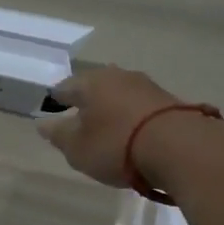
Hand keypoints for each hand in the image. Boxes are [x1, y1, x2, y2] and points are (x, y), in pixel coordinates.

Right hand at [37, 67, 182, 187]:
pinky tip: (134, 134)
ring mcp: (146, 86)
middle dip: (87, 102)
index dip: (55, 100)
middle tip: (80, 121)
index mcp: (90, 82)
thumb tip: (44, 123)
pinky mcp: (169, 101)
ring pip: (120, 95)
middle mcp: (117, 76)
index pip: (64, 87)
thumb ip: (58, 135)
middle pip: (95, 87)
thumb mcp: (77, 148)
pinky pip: (141, 107)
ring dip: (113, 109)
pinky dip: (133, 118)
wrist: (179, 148)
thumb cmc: (116, 145)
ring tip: (108, 129)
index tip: (52, 112)